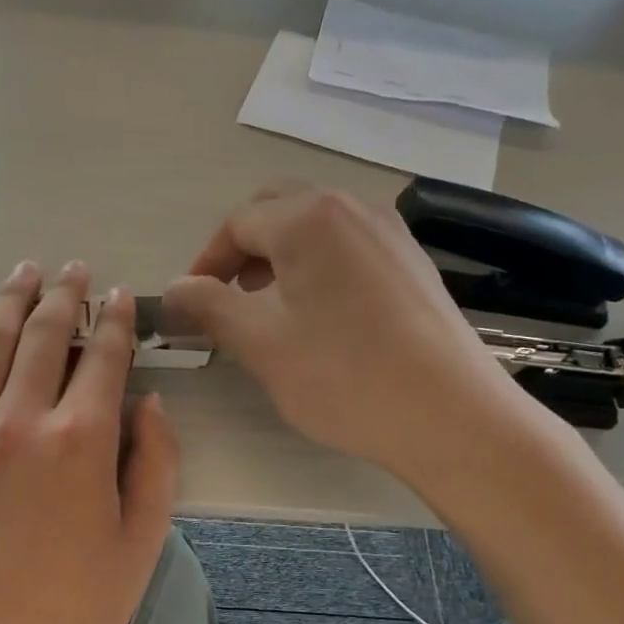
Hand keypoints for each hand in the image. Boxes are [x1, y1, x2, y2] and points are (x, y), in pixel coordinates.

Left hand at [0, 260, 178, 623]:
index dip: (115, 321)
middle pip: (43, 336)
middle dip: (63, 295)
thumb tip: (149, 402)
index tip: (120, 296)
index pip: (103, 357)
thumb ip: (156, 463)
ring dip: (8, 301)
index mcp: (82, 441)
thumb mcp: (142, 541)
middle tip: (73, 269)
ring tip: (23, 272)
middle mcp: (21, 421)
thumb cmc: (76, 608)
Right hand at [163, 182, 550, 487]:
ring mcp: (389, 232)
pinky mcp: (412, 261)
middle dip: (241, 249)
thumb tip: (173, 290)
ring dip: (278, 255)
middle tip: (224, 297)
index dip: (204, 264)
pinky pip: (348, 246)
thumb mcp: (261, 343)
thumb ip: (208, 307)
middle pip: (277, 210)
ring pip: (315, 226)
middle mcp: (351, 208)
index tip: (188, 306)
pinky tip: (318, 313)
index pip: (236, 225)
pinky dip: (317, 265)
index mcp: (309, 218)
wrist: (451, 415)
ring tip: (265, 305)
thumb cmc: (344, 376)